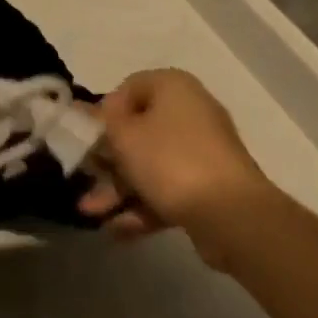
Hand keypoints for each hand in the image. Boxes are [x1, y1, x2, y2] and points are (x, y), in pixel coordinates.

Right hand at [78, 69, 280, 267]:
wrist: (233, 216)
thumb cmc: (170, 160)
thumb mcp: (124, 137)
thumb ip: (101, 123)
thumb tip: (89, 112)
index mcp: (171, 86)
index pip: (127, 90)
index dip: (102, 114)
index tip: (87, 140)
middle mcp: (189, 111)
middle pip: (137, 130)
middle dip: (107, 161)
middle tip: (84, 180)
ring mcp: (202, 151)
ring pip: (150, 165)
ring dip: (119, 189)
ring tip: (91, 215)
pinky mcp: (209, 187)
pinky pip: (169, 189)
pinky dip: (143, 206)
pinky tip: (117, 231)